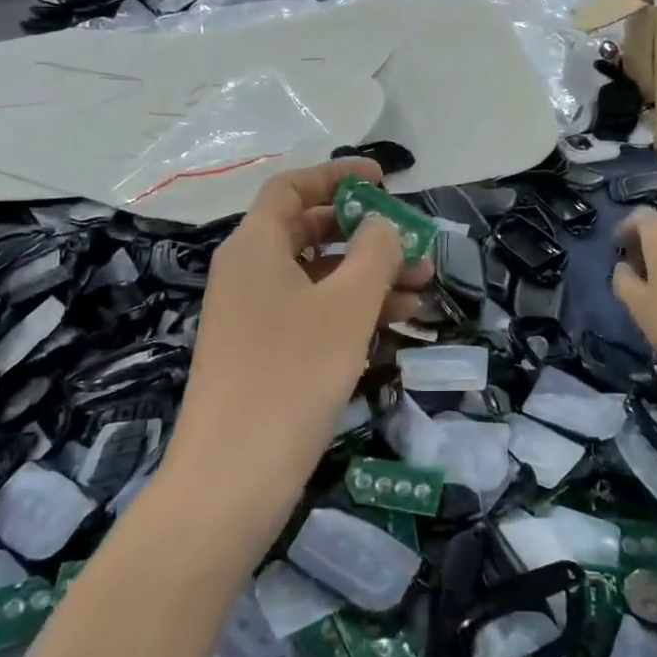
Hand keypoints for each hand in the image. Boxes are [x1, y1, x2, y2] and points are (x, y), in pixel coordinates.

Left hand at [165, 160, 433, 538]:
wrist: (233, 479)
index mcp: (255, 247)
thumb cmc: (293, 375)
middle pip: (309, 231)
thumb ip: (375, 252)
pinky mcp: (264, 353)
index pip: (292, 188)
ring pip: (318, 276)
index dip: (337, 176)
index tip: (384, 182)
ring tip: (423, 286)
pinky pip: (312, 312)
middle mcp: (248, 273)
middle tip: (412, 241)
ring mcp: (254, 316)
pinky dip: (351, 309)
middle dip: (365, 232)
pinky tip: (396, 320)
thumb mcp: (347, 306)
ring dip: (369, 274)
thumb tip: (383, 225)